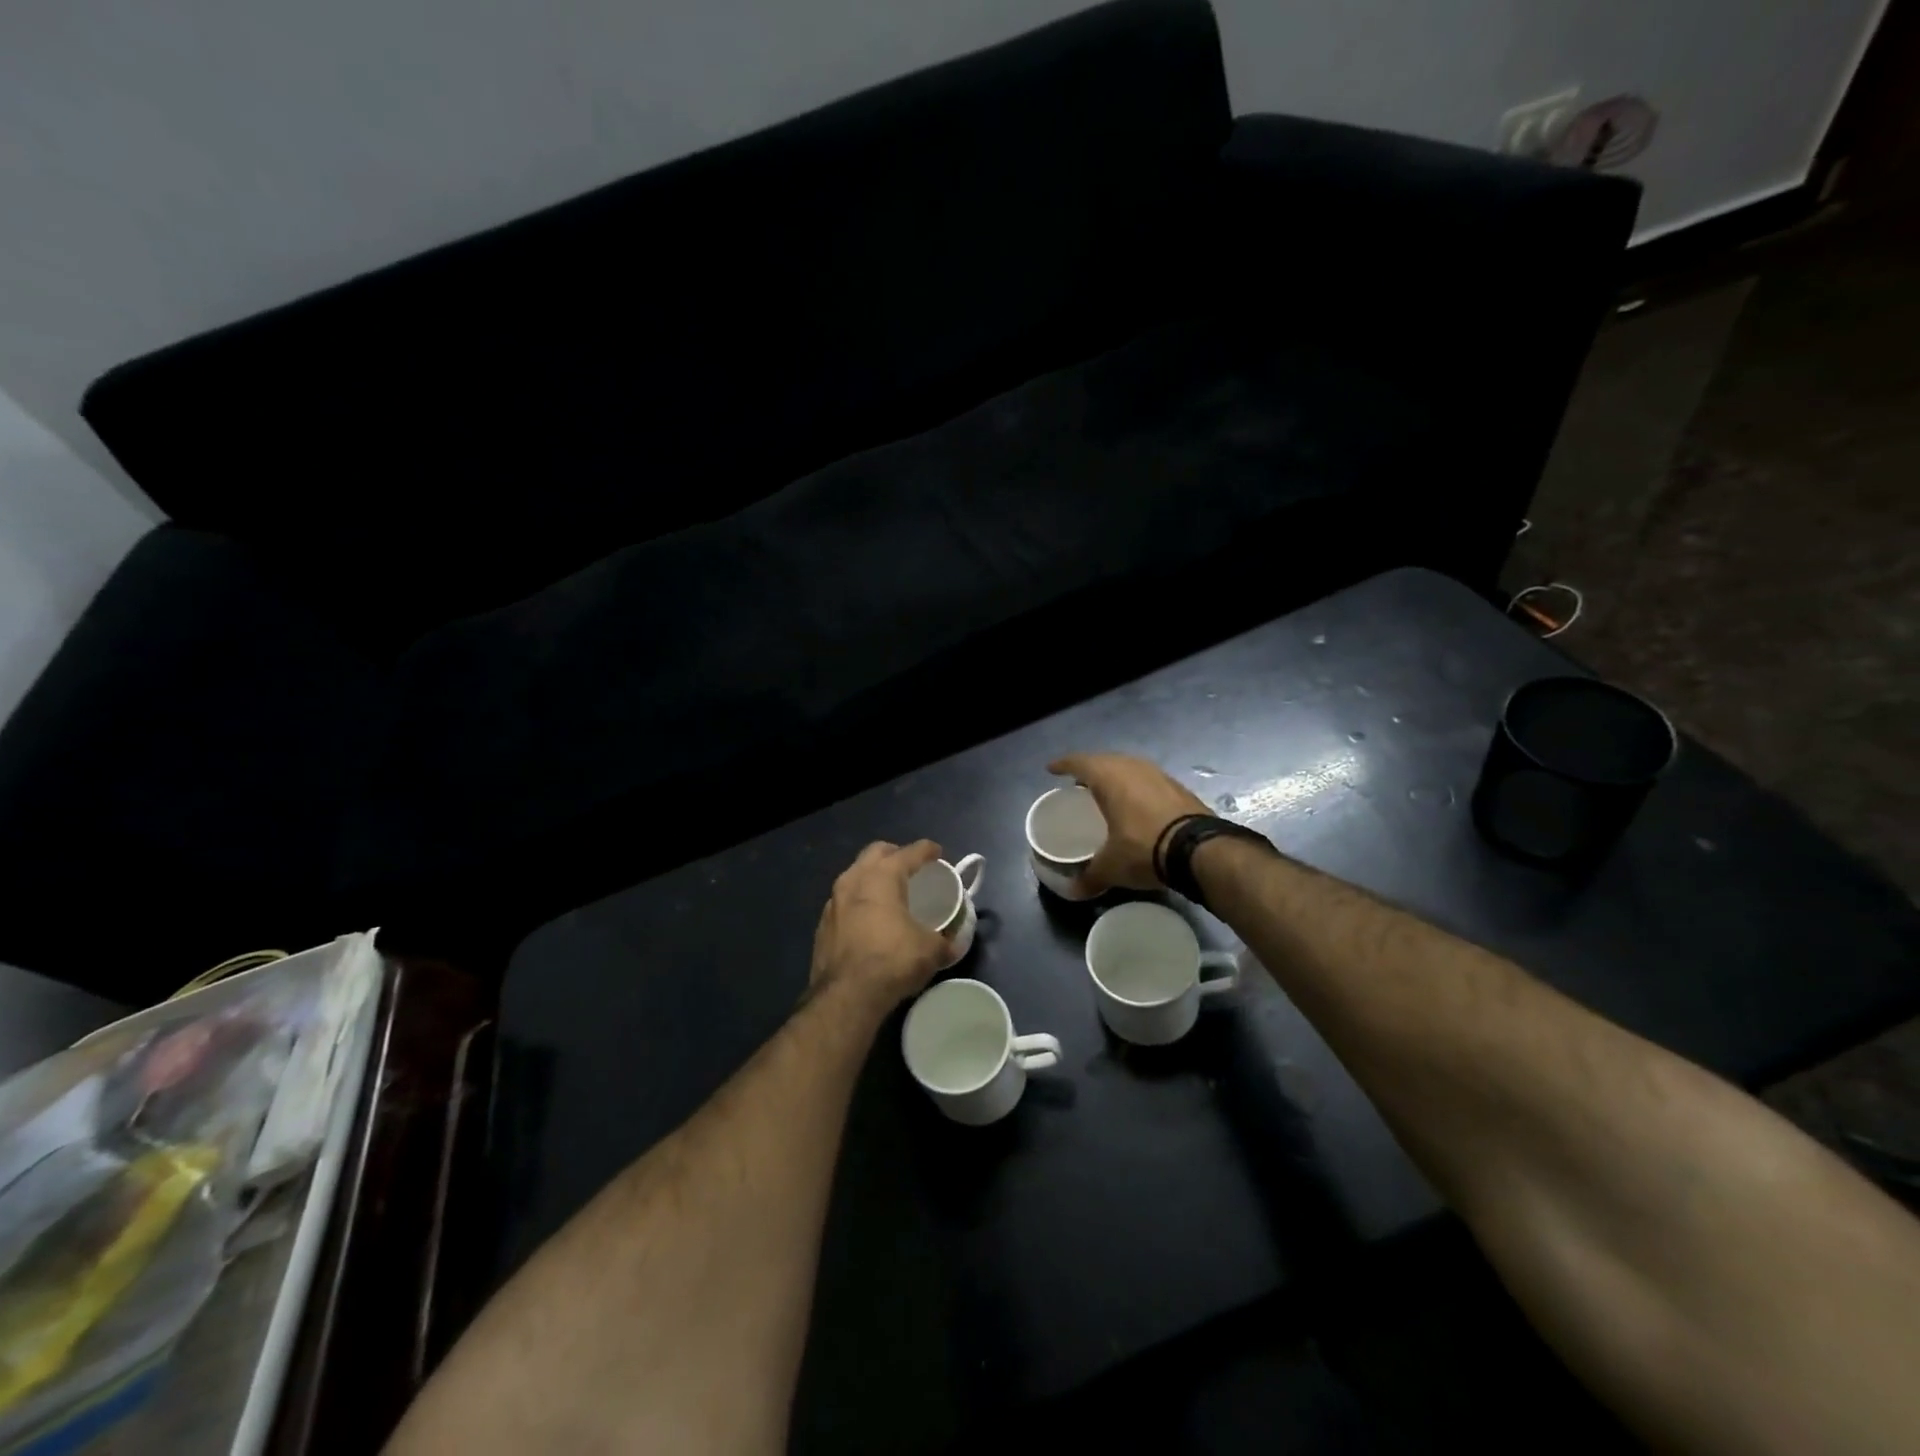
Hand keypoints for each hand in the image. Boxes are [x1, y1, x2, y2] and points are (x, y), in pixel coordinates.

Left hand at [808, 840, 950, 1012]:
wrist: (846, 996)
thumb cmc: (893, 961)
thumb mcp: (931, 951)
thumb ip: (945, 941)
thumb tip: (952, 944)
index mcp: (883, 876)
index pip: (909, 852)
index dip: (927, 850)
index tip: (938, 853)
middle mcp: (854, 880)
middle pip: (876, 852)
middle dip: (895, 854)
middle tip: (911, 867)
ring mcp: (833, 902)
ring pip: (855, 875)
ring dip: (873, 877)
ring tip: (889, 892)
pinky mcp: (822, 924)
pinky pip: (844, 901)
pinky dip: (859, 902)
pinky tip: (869, 920)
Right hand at [1047, 753, 1209, 897]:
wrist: (1199, 850)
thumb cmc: (1143, 848)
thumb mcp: (1111, 867)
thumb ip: (1090, 877)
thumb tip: (1073, 891)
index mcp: (1109, 777)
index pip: (1079, 762)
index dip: (1063, 765)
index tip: (1051, 769)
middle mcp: (1132, 767)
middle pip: (1105, 760)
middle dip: (1089, 769)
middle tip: (1078, 783)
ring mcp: (1159, 775)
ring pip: (1129, 768)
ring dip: (1116, 776)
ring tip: (1106, 792)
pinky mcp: (1178, 787)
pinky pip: (1148, 780)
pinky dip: (1136, 787)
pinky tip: (1136, 804)